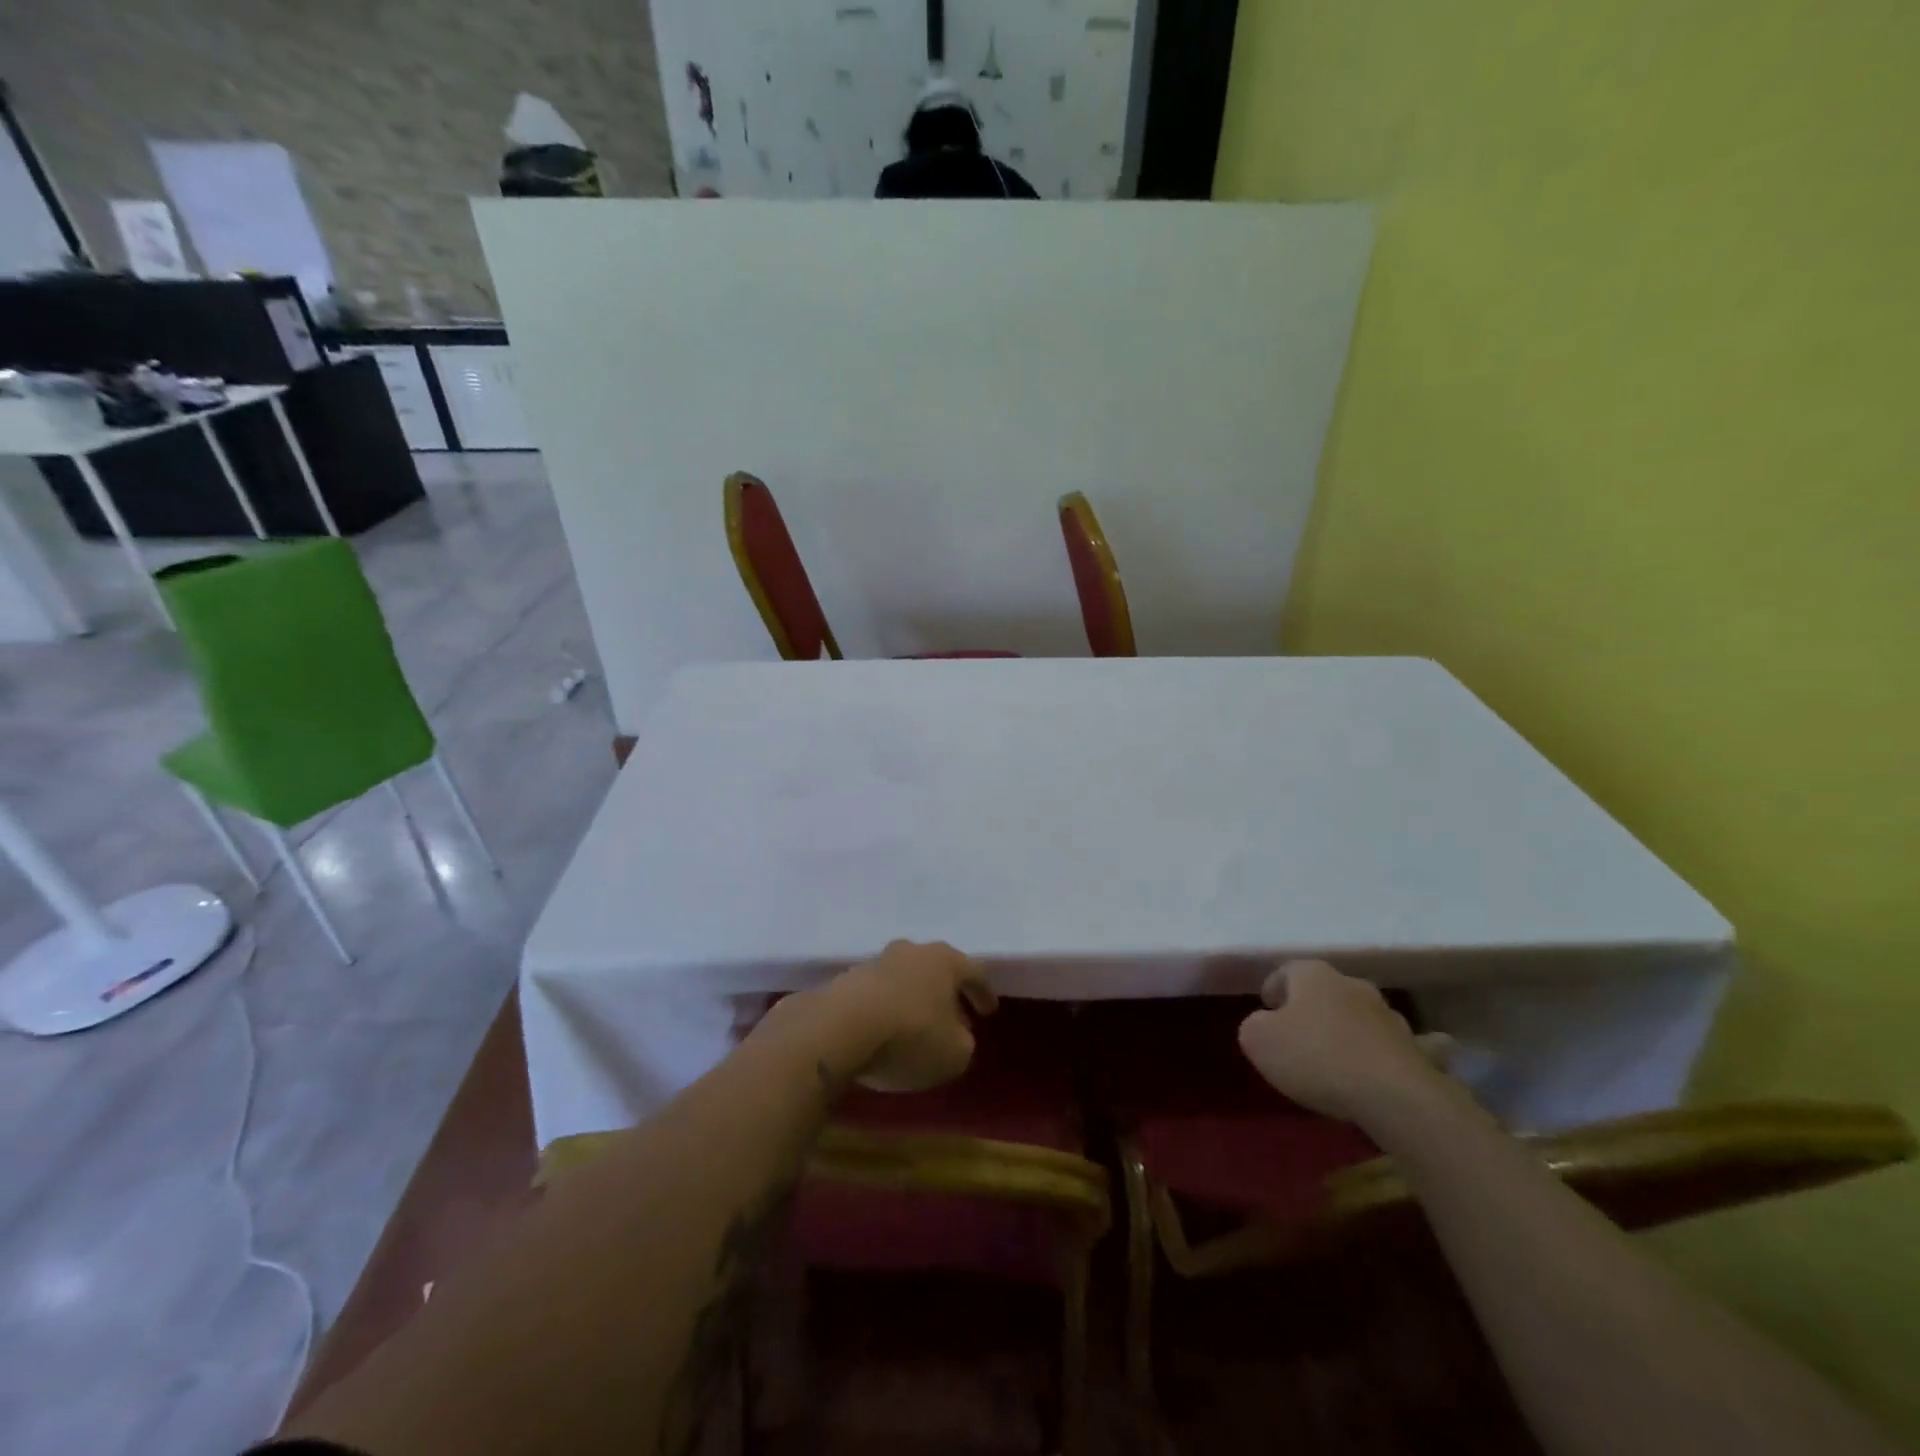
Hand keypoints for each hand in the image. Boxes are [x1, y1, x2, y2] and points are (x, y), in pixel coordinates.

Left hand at [821, 940, 996, 1092]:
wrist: (839, 1028)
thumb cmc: (910, 1036)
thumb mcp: (954, 1054)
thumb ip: (963, 1043)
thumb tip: (957, 1035)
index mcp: (945, 960)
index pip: (974, 972)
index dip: (984, 993)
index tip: (989, 1011)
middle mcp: (912, 952)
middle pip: (937, 969)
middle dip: (947, 992)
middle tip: (955, 1016)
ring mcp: (876, 963)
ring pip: (905, 978)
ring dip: (914, 999)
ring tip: (917, 1026)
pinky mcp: (846, 980)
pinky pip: (877, 994)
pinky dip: (886, 1008)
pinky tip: (885, 1030)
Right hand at [1237, 960, 1447, 1127]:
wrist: (1393, 1097)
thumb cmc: (1315, 1057)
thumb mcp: (1257, 1041)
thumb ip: (1254, 1026)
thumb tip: (1266, 1025)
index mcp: (1313, 976)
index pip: (1286, 971)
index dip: (1273, 990)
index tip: (1266, 1012)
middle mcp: (1354, 986)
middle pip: (1327, 990)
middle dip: (1314, 1007)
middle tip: (1300, 1035)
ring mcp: (1391, 1016)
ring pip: (1365, 1015)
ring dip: (1353, 1028)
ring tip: (1341, 1056)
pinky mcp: (1419, 1050)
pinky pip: (1408, 1046)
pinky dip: (1400, 1051)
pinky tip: (1395, 1064)